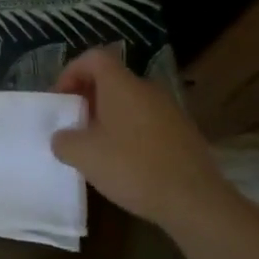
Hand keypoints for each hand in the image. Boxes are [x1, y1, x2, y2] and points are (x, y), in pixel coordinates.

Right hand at [50, 48, 228, 229]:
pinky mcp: (184, 134)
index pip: (93, 57)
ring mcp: (170, 111)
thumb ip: (63, 140)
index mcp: (122, 85)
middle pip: (111, 81)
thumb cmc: (133, 167)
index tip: (61, 100)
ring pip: (130, 104)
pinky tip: (126, 164)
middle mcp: (148, 89)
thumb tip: (63, 137)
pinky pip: (147, 123)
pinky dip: (130, 134)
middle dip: (88, 99)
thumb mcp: (83, 155)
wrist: (196, 201)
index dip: (71, 72)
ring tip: (97, 148)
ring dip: (109, 118)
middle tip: (74, 125)